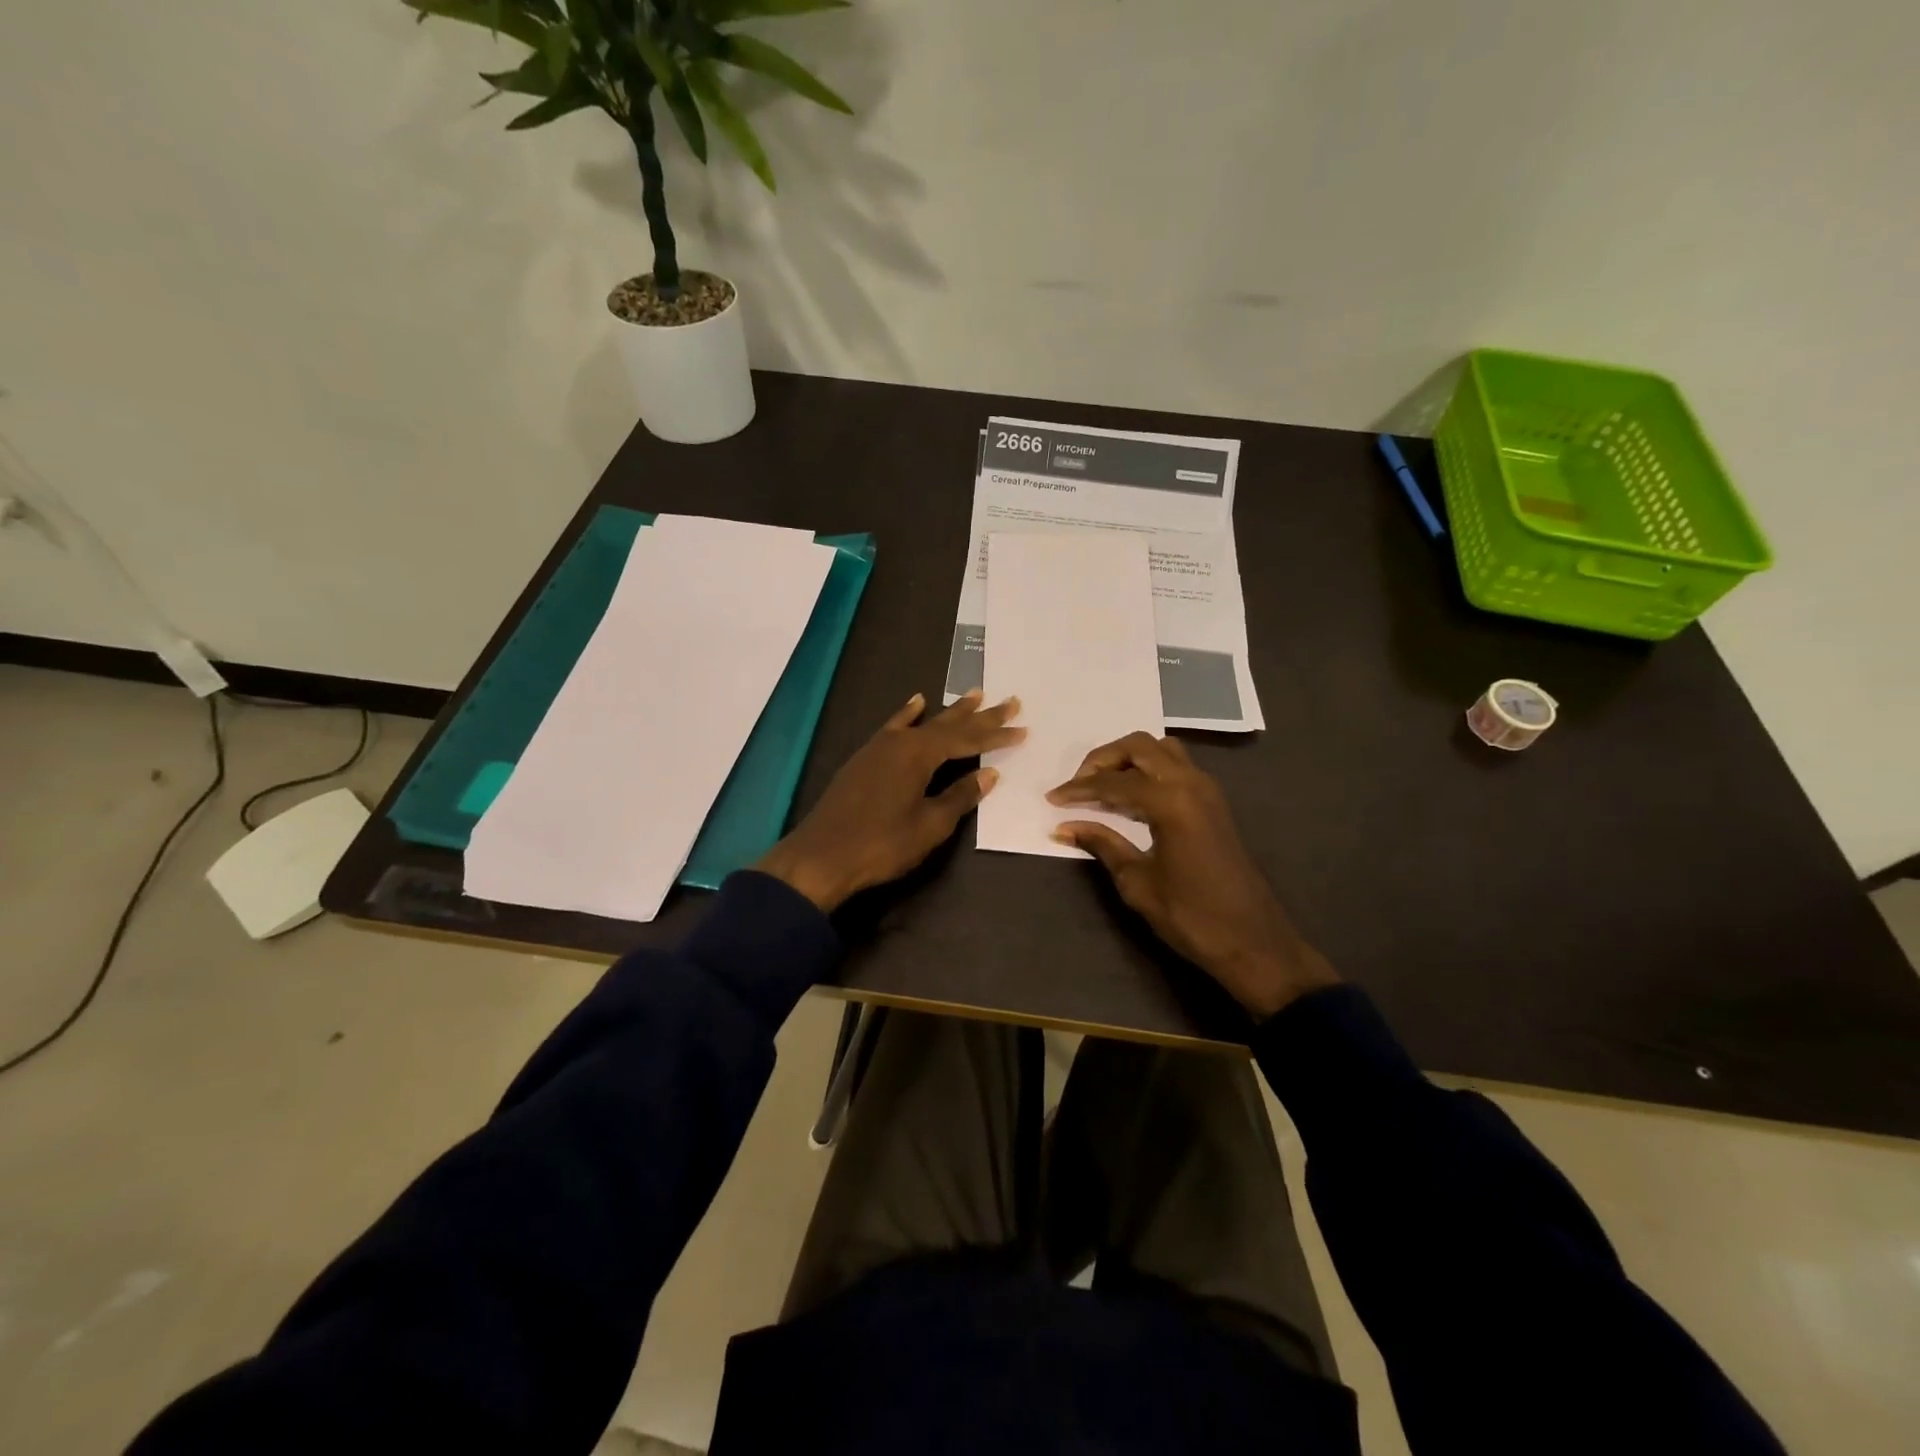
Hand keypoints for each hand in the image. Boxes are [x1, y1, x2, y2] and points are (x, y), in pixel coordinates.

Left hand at [756, 690, 1024, 911]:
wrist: (820, 857)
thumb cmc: (881, 845)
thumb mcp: (929, 825)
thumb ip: (960, 796)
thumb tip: (988, 774)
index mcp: (919, 755)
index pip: (967, 740)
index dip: (996, 736)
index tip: (1022, 728)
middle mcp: (900, 742)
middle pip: (948, 724)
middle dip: (980, 715)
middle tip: (1009, 700)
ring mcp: (879, 748)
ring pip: (923, 723)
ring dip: (950, 711)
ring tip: (974, 695)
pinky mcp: (865, 759)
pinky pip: (894, 726)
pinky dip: (908, 714)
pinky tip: (916, 702)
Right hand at [1048, 732, 1337, 1017]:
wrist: (1254, 943)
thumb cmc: (1191, 917)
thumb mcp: (1138, 882)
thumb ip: (1102, 844)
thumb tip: (1064, 827)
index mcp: (1171, 801)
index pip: (1113, 783)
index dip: (1078, 789)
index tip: (1052, 799)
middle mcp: (1191, 783)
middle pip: (1139, 746)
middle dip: (1103, 759)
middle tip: (1078, 785)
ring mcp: (1207, 790)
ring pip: (1162, 749)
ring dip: (1129, 758)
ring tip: (1104, 786)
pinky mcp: (1214, 803)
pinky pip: (1177, 766)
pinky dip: (1149, 769)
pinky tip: (1132, 797)